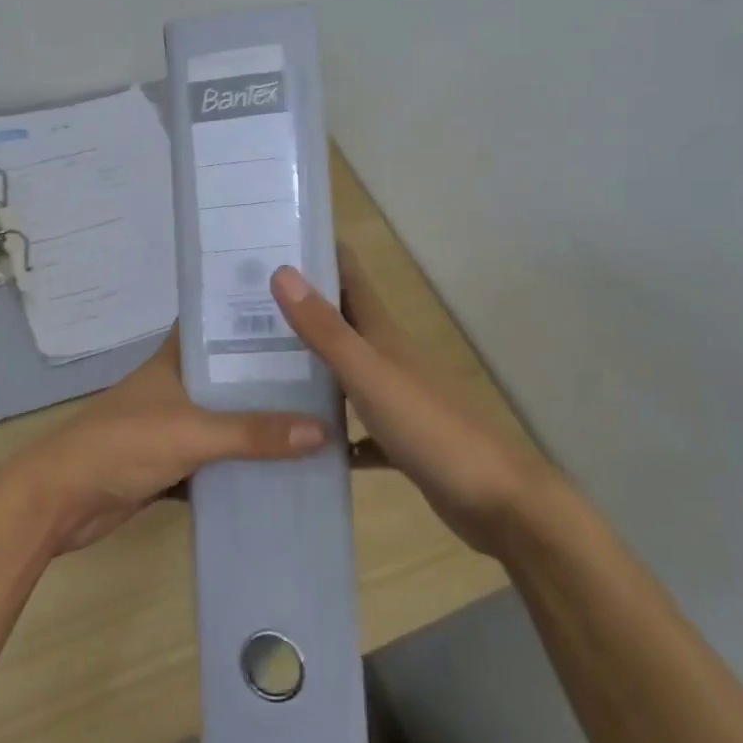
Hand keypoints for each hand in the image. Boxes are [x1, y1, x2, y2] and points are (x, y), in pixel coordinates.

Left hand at [0, 332, 328, 554]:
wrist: (62, 500)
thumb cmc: (122, 445)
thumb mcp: (192, 432)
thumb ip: (252, 433)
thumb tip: (322, 430)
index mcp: (174, 361)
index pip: (215, 324)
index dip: (250, 315)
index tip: (299, 311)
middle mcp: (175, 386)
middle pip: (228, 375)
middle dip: (268, 377)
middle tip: (326, 373)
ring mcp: (171, 425)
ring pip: (224, 419)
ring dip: (258, 423)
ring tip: (317, 419)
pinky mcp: (169, 463)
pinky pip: (215, 459)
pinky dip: (241, 464)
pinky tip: (282, 469)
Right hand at [270, 252, 554, 557]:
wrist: (498, 501)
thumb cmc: (430, 428)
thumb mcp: (369, 374)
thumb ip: (325, 329)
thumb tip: (282, 271)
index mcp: (383, 334)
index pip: (348, 276)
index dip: (317, 254)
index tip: (272, 241)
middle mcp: (388, 358)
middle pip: (340, 322)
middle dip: (300, 309)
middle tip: (244, 305)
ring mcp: (394, 399)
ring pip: (344, 373)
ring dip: (309, 367)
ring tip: (256, 367)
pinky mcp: (399, 440)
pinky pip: (355, 428)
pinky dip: (331, 430)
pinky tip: (302, 440)